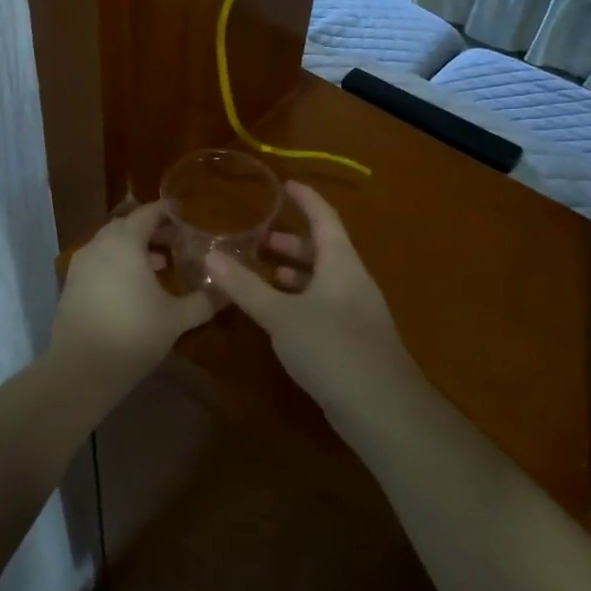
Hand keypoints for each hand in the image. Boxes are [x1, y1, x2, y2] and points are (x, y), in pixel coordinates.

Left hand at [49, 201, 216, 388]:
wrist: (80, 369)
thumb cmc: (133, 334)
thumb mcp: (176, 318)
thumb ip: (204, 301)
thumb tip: (228, 291)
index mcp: (124, 243)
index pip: (148, 214)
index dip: (169, 213)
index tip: (188, 216)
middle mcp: (99, 246)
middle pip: (127, 226)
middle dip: (152, 231)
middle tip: (178, 241)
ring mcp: (81, 265)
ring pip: (111, 245)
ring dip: (135, 248)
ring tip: (161, 264)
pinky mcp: (71, 285)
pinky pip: (99, 262)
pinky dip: (118, 264)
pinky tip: (134, 286)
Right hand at [203, 181, 419, 416]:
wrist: (379, 406)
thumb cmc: (330, 347)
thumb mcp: (281, 315)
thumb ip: (246, 287)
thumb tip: (211, 256)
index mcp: (342, 263)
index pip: (325, 218)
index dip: (306, 199)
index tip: (286, 185)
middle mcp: (352, 281)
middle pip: (324, 249)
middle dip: (293, 241)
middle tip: (260, 237)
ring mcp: (356, 311)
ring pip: (323, 280)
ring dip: (295, 272)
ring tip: (264, 270)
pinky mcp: (352, 338)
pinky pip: (323, 304)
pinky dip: (300, 299)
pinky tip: (280, 313)